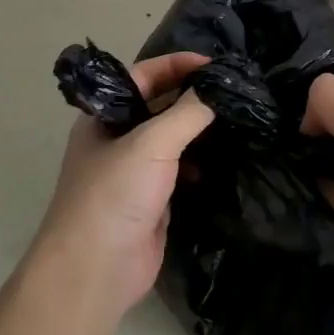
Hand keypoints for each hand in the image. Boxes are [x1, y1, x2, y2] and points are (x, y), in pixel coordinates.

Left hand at [27, 52, 213, 316]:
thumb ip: (187, 113)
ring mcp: (135, 172)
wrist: (96, 269)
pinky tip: (223, 161)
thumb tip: (218, 89)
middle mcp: (118, 139)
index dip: (177, 65)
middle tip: (234, 91)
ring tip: (237, 120)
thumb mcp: (152, 144)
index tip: (216, 66)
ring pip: (173, 140)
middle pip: (160, 106)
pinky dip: (201, 163)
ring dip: (200, 131)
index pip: (143, 76)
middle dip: (193, 97)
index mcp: (105, 117)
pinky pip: (180, 171)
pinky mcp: (153, 200)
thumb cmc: (115, 194)